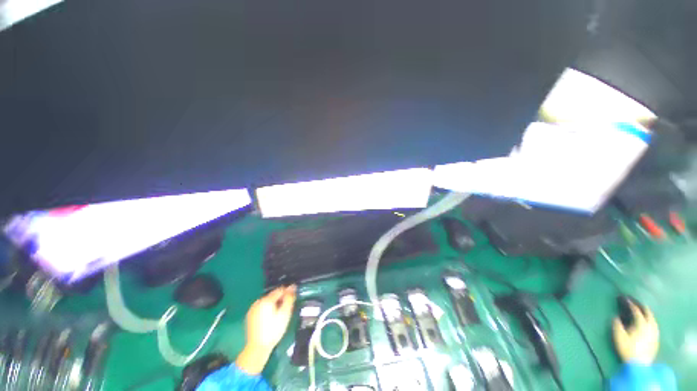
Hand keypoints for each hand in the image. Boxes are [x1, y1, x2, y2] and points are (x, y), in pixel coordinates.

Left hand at [236, 286, 296, 374]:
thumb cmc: (273, 330)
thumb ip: (289, 298)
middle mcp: (258, 302)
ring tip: (278, 315)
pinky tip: (270, 319)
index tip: (292, 299)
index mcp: (266, 300)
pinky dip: (267, 310)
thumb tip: (292, 287)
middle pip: (273, 295)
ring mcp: (252, 309)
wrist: (258, 348)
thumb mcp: (285, 314)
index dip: (287, 292)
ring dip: (274, 304)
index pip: (280, 290)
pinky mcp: (250, 316)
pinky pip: (261, 308)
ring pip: (267, 301)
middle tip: (286, 309)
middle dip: (280, 299)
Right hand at [612, 302, 658, 364]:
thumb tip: (616, 316)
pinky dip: (649, 318)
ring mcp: (654, 331)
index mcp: (641, 323)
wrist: (639, 365)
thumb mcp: (619, 336)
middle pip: (647, 311)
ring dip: (646, 311)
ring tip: (640, 309)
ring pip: (652, 317)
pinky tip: (647, 321)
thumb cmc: (628, 349)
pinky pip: (654, 323)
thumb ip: (617, 324)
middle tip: (633, 300)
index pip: (635, 309)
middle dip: (640, 305)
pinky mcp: (656, 337)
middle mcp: (650, 324)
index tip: (623, 297)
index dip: (629, 303)